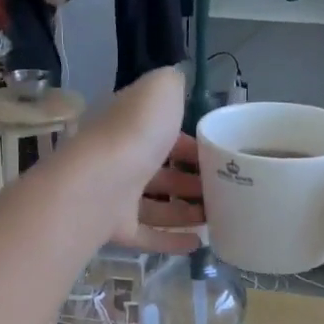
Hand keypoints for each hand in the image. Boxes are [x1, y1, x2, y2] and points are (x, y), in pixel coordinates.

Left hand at [72, 69, 202, 252]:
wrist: (99, 183)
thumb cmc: (135, 133)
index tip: (220, 155)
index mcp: (130, 125)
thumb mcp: (160, 91)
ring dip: (186, 210)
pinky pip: (148, 235)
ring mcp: (116, 196)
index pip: (162, 132)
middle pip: (161, 170)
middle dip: (191, 179)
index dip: (191, 142)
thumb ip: (172, 84)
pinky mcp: (116, 228)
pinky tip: (199, 243)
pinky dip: (172, 240)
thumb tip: (178, 80)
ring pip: (156, 205)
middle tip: (224, 189)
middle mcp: (121, 158)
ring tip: (218, 216)